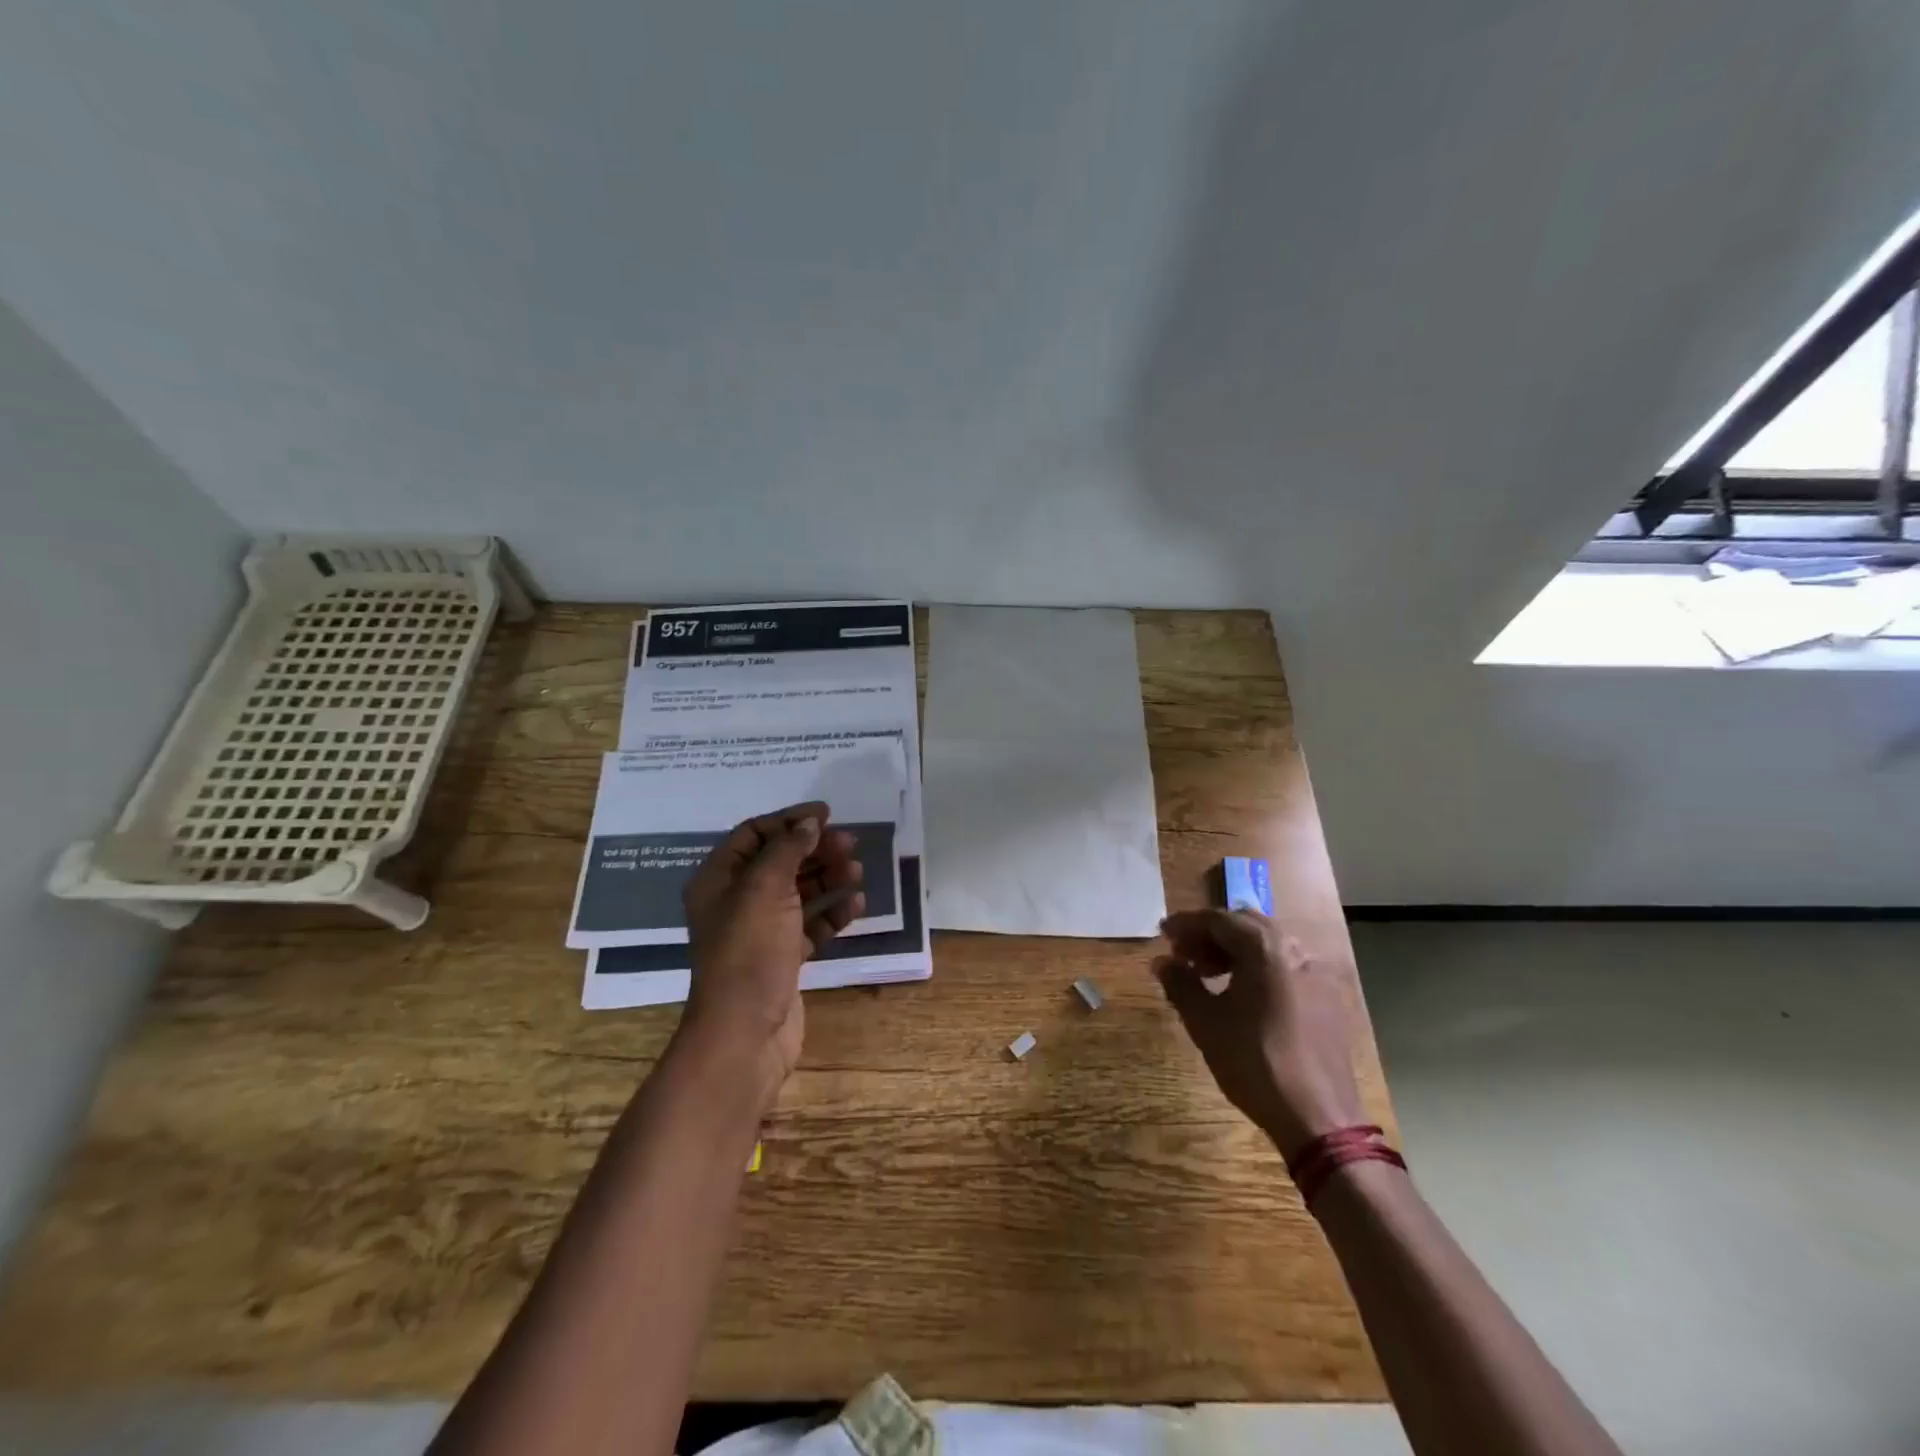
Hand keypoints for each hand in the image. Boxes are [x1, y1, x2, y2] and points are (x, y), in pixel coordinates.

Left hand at [679, 801, 865, 1093]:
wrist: (745, 1032)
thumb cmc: (749, 951)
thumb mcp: (765, 889)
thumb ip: (787, 850)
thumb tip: (808, 824)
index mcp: (718, 880)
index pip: (753, 834)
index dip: (789, 821)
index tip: (827, 815)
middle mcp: (735, 902)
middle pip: (779, 862)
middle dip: (815, 850)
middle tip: (850, 844)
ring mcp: (759, 932)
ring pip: (798, 893)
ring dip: (828, 878)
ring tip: (857, 872)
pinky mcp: (782, 958)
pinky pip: (810, 925)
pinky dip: (832, 913)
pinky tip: (856, 906)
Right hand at [1155, 909, 1369, 1159]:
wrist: (1318, 1118)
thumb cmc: (1254, 1062)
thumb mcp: (1205, 1022)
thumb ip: (1180, 983)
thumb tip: (1162, 962)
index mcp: (1265, 948)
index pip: (1218, 919)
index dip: (1186, 925)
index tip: (1163, 935)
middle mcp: (1295, 950)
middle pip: (1246, 925)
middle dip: (1211, 935)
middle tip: (1183, 954)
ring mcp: (1316, 974)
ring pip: (1268, 945)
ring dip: (1235, 951)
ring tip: (1208, 975)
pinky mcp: (1327, 999)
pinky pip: (1286, 966)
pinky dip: (1258, 967)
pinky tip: (1241, 994)